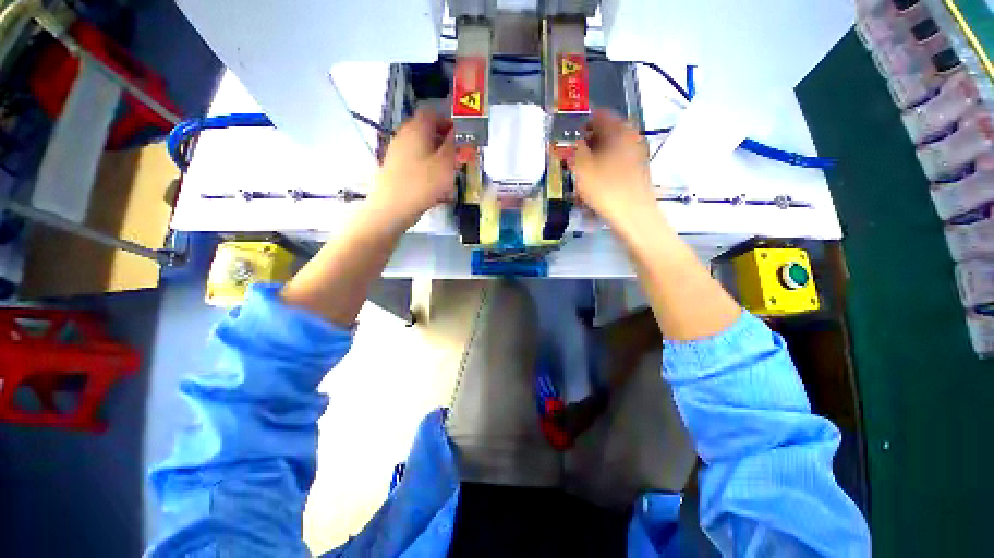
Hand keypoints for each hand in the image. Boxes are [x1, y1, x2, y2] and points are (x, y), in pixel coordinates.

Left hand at [368, 108, 455, 230]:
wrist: (393, 207)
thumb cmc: (423, 183)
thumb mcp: (446, 163)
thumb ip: (455, 146)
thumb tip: (461, 133)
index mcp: (417, 128)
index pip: (432, 113)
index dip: (448, 121)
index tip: (460, 137)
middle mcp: (404, 135)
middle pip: (426, 130)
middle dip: (444, 141)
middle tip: (457, 156)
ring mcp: (397, 152)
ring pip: (421, 147)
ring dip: (437, 156)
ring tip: (448, 173)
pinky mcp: (395, 168)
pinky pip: (415, 162)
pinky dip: (427, 168)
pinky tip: (435, 185)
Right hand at [571, 110, 658, 226]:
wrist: (633, 215)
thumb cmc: (604, 187)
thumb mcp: (580, 166)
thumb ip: (572, 149)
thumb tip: (571, 142)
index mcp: (619, 128)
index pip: (598, 114)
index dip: (580, 124)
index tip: (568, 138)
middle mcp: (632, 136)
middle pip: (605, 133)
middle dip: (586, 144)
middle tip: (572, 158)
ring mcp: (638, 154)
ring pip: (610, 150)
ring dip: (594, 159)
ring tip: (581, 175)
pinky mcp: (638, 171)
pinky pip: (616, 164)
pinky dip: (603, 170)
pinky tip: (594, 185)